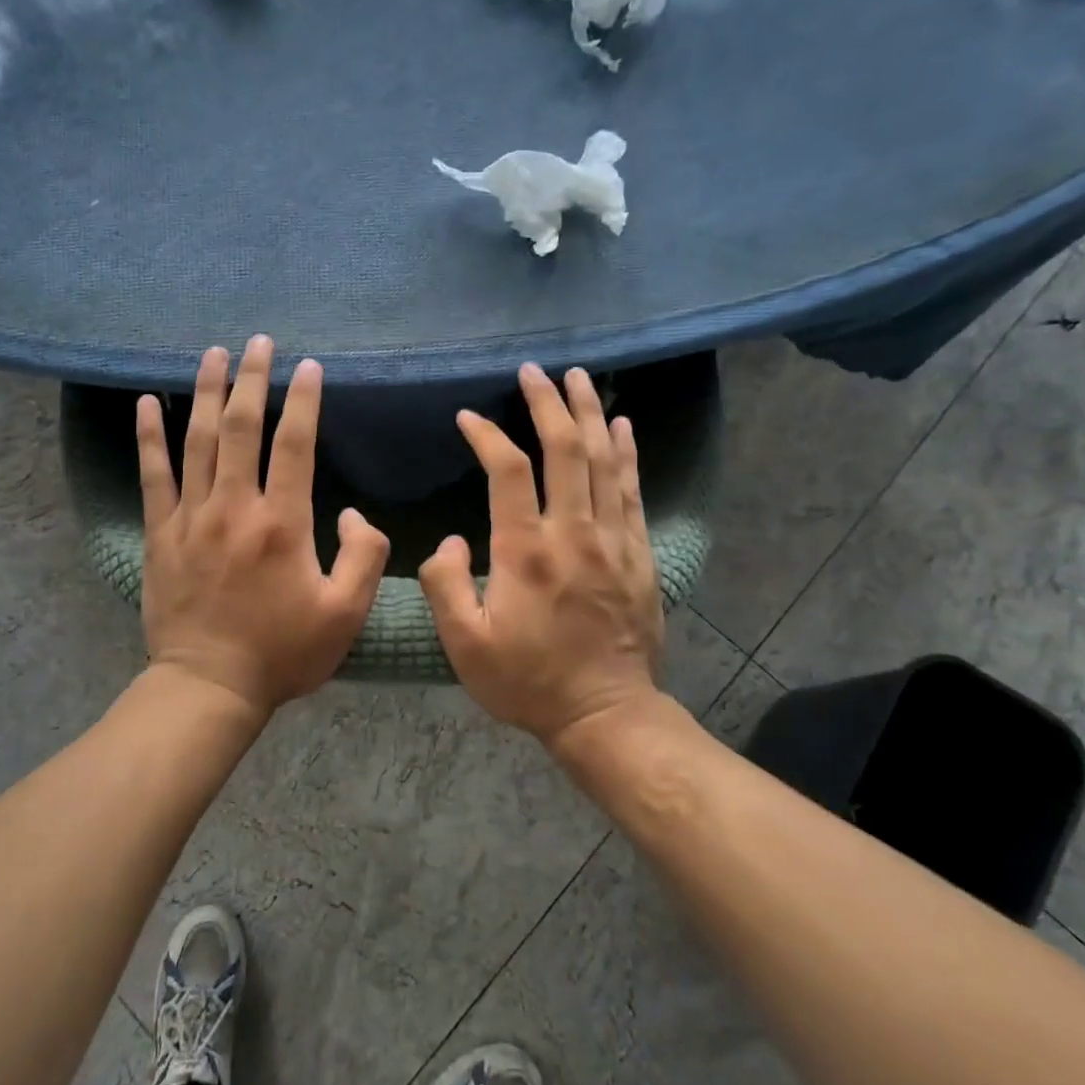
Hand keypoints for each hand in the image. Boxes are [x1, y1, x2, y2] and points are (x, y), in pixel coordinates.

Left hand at [136, 335, 390, 715]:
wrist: (209, 686)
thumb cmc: (282, 652)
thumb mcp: (345, 614)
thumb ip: (364, 557)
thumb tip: (354, 515)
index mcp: (282, 523)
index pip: (295, 444)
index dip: (304, 401)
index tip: (310, 367)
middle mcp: (234, 507)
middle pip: (242, 428)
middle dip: (253, 379)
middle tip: (259, 342)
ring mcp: (191, 517)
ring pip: (197, 440)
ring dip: (206, 392)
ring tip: (213, 354)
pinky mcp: (159, 534)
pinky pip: (153, 475)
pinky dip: (150, 435)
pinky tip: (147, 402)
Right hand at [420, 364, 663, 748]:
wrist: (605, 713)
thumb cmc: (527, 680)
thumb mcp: (465, 645)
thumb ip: (445, 586)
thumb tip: (452, 541)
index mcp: (526, 551)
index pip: (508, 470)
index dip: (487, 435)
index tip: (468, 417)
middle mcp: (574, 533)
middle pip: (566, 450)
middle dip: (548, 403)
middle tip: (534, 371)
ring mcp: (613, 541)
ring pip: (605, 461)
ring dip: (591, 413)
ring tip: (580, 377)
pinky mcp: (639, 554)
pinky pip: (633, 491)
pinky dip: (627, 453)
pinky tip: (623, 425)